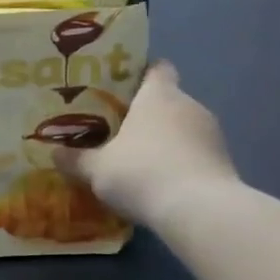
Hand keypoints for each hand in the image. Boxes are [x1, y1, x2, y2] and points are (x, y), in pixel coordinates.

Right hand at [61, 61, 239, 229]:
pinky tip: (159, 184)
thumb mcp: (96, 169)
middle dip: (145, 114)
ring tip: (137, 161)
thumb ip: (75, 159)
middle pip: (167, 100)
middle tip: (116, 130)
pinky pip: (194, 154)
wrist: (198, 211)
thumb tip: (54, 153)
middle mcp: (189, 105)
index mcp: (159, 95)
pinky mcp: (224, 162)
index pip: (157, 68)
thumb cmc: (141, 173)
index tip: (120, 88)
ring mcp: (212, 133)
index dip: (140, 74)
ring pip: (182, 128)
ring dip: (164, 141)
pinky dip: (179, 163)